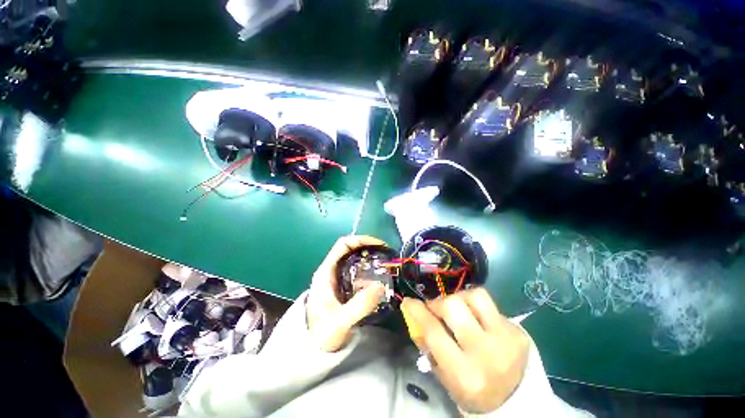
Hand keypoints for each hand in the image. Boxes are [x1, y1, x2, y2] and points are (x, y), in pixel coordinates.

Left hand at [306, 235, 386, 351]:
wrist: (313, 347)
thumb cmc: (322, 333)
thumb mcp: (340, 321)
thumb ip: (359, 306)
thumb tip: (380, 286)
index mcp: (326, 272)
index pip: (343, 245)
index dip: (361, 240)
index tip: (379, 245)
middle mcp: (331, 270)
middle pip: (351, 249)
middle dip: (369, 248)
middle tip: (386, 254)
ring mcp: (338, 277)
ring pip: (355, 260)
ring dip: (370, 258)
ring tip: (386, 263)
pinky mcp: (344, 285)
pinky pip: (358, 271)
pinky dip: (370, 270)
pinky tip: (379, 277)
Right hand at [400, 289, 529, 413]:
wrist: (517, 401)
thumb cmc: (473, 391)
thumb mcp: (445, 377)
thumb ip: (428, 346)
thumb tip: (414, 315)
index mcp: (464, 373)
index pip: (434, 331)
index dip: (417, 311)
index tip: (408, 301)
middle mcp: (486, 353)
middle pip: (454, 305)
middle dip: (439, 303)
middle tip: (436, 309)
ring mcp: (506, 339)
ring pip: (475, 295)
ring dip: (461, 298)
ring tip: (459, 310)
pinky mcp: (518, 331)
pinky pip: (491, 305)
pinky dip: (477, 309)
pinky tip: (478, 321)